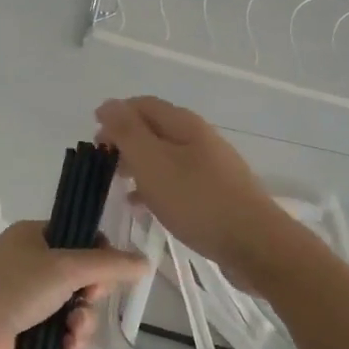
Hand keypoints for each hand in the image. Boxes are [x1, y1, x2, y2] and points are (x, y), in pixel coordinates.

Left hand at [0, 221, 148, 348]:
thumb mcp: (65, 268)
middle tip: (86, 302)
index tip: (103, 274)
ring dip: (82, 323)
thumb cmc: (12, 289)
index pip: (81, 238)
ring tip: (73, 335)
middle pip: (82, 277)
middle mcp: (31, 265)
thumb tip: (145, 262)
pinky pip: (61, 333)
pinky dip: (69, 341)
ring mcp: (27, 300)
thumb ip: (109, 264)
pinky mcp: (26, 333)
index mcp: (34, 237)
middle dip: (92, 295)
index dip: (99, 257)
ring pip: (75, 308)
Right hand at [94, 96, 300, 287]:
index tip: (94, 141)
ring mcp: (211, 165)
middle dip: (126, 141)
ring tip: (118, 184)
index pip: (142, 105)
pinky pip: (178, 180)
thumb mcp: (152, 162)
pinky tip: (143, 206)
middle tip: (103, 164)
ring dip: (139, 165)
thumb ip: (127, 132)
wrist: (254, 243)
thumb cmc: (196, 200)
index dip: (115, 116)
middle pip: (154, 129)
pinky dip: (155, 186)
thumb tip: (108, 104)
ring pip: (165, 156)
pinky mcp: (216, 192)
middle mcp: (199, 137)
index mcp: (184, 123)